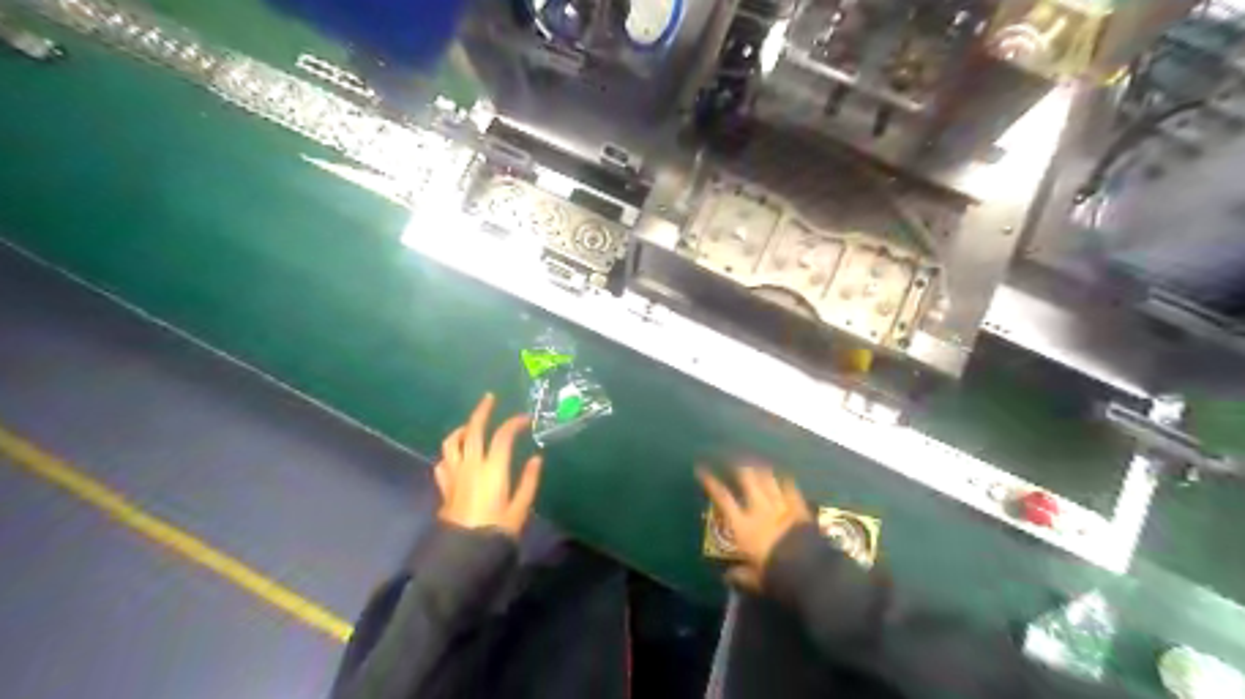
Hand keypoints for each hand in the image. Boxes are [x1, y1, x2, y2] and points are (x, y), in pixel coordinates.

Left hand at [433, 393, 539, 540]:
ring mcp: (454, 474)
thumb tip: (536, 459)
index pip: (502, 436)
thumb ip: (528, 481)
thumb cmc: (498, 531)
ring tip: (470, 425)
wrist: (464, 554)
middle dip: (482, 411)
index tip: (525, 419)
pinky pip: (443, 461)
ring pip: (452, 442)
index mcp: (493, 469)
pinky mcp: (445, 486)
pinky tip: (456, 455)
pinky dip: (450, 452)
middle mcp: (471, 465)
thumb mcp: (520, 508)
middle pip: (474, 430)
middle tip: (489, 398)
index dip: (514, 423)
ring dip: (462, 429)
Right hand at [697, 465, 812, 588]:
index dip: (711, 482)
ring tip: (755, 463)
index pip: (723, 498)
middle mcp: (759, 509)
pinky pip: (790, 487)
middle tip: (734, 461)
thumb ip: (741, 575)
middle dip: (739, 467)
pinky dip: (784, 480)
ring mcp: (780, 505)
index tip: (701, 469)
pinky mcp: (799, 507)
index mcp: (743, 526)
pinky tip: (783, 476)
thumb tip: (727, 577)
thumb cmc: (776, 576)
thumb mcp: (755, 579)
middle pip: (747, 479)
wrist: (809, 571)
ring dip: (760, 469)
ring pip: (767, 478)